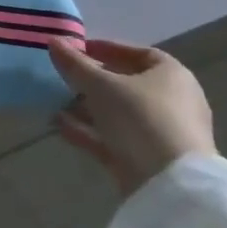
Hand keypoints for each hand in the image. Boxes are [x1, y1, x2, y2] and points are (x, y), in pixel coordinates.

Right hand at [49, 37, 216, 197]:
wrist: (172, 186)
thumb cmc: (141, 118)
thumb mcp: (101, 85)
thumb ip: (75, 64)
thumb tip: (53, 41)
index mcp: (172, 75)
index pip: (138, 53)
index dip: (107, 49)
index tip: (79, 50)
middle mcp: (173, 102)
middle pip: (127, 85)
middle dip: (92, 81)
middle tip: (64, 76)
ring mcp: (162, 134)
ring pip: (119, 114)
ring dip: (87, 107)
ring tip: (55, 101)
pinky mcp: (150, 161)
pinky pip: (116, 138)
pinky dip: (90, 131)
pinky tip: (60, 125)